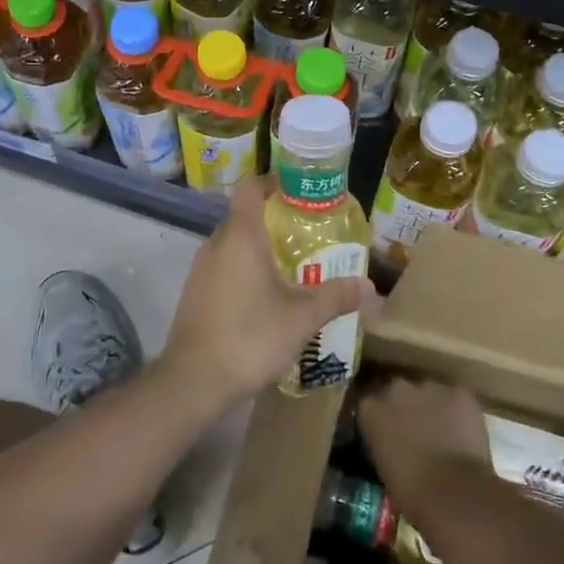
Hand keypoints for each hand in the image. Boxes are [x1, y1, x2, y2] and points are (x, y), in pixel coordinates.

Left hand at [158, 176, 374, 409]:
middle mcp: (216, 243)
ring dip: (260, 251)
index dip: (273, 183)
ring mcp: (201, 269)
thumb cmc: (250, 336)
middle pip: (245, 217)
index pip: (250, 188)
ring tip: (293, 269)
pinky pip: (224, 268)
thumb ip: (335, 296)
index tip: (299, 192)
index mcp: (241, 236)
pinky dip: (244, 272)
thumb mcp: (302, 318)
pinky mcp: (195, 293)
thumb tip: (369, 285)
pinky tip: (265, 299)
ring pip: (234, 246)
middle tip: (308, 237)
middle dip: (275, 222)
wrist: (193, 380)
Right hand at [359, 377, 491, 506]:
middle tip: (415, 427)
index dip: (380, 413)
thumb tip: (390, 439)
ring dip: (431, 405)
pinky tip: (463, 430)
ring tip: (442, 430)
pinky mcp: (458, 391)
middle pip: (397, 389)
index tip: (387, 426)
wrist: (453, 492)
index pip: (369, 399)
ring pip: (428, 391)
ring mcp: (428, 386)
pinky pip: (456, 397)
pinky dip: (458, 410)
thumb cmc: (411, 491)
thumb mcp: (382, 463)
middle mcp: (395, 387)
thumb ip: (382, 440)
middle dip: (404, 404)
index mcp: (370, 407)